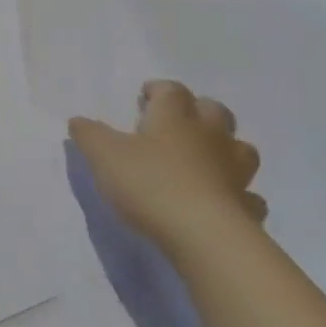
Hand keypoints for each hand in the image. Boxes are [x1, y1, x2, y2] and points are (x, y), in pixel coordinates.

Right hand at [69, 81, 265, 254]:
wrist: (204, 236)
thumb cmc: (149, 184)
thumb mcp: (104, 156)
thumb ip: (89, 135)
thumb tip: (77, 120)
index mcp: (174, 117)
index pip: (171, 90)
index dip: (158, 90)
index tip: (144, 98)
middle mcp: (209, 136)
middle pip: (213, 111)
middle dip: (198, 111)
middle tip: (176, 124)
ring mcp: (235, 172)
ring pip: (240, 149)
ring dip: (225, 149)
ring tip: (206, 160)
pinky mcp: (247, 208)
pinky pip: (248, 196)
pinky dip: (239, 195)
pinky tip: (224, 202)